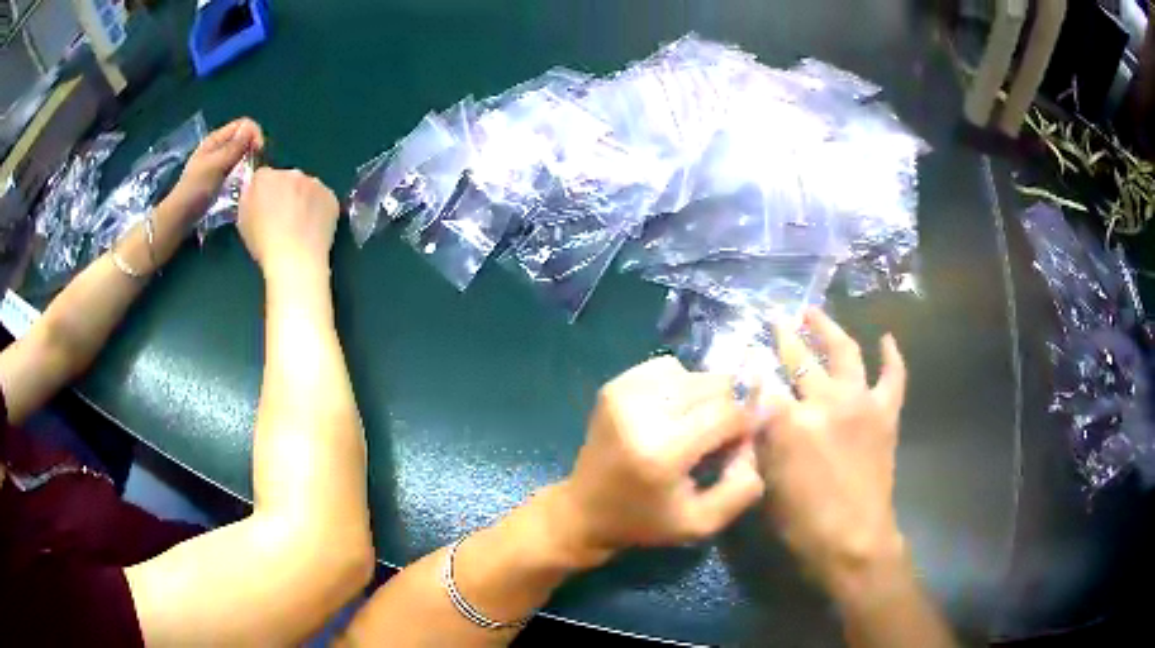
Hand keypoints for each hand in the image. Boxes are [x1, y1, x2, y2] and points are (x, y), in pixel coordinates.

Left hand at [171, 117, 263, 217]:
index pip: (244, 125)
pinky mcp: (219, 178)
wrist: (180, 217)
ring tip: (249, 178)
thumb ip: (234, 147)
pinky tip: (241, 185)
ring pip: (241, 155)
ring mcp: (218, 163)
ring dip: (248, 163)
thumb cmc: (196, 189)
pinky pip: (236, 169)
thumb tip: (251, 128)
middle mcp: (218, 147)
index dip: (254, 134)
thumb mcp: (216, 165)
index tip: (259, 152)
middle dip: (252, 149)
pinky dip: (242, 174)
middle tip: (255, 168)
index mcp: (216, 138)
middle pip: (243, 139)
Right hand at [237, 167, 339, 281]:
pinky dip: (319, 210)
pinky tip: (314, 229)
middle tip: (284, 218)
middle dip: (285, 194)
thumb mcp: (243, 221)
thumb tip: (255, 194)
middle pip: (286, 179)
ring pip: (307, 187)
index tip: (265, 208)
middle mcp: (290, 173)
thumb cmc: (263, 245)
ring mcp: (314, 183)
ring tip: (300, 226)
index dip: (264, 193)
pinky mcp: (331, 196)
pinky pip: (323, 199)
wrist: (295, 259)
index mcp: (265, 177)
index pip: (263, 177)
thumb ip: (248, 199)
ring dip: (303, 200)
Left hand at [551, 356, 764, 568]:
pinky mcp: (613, 386)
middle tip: (714, 439)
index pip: (728, 412)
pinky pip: (666, 368)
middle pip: (713, 385)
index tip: (736, 446)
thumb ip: (742, 486)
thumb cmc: (645, 522)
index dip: (743, 426)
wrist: (584, 511)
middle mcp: (641, 412)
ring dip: (703, 397)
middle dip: (726, 408)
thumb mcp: (702, 523)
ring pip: (693, 373)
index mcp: (662, 451)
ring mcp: (623, 394)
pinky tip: (670, 414)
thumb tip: (753, 439)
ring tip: (690, 427)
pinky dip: (679, 385)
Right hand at [758, 308, 907, 598]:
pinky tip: (886, 339)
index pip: (763, 382)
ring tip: (814, 313)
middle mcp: (826, 402)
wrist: (853, 541)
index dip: (751, 368)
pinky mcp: (885, 413)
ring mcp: (860, 403)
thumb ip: (760, 439)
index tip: (744, 358)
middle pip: (799, 359)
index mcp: (790, 423)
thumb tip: (755, 406)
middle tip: (774, 320)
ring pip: (844, 352)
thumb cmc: (802, 522)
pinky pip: (893, 377)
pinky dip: (891, 356)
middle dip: (783, 336)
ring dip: (828, 329)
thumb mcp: (766, 484)